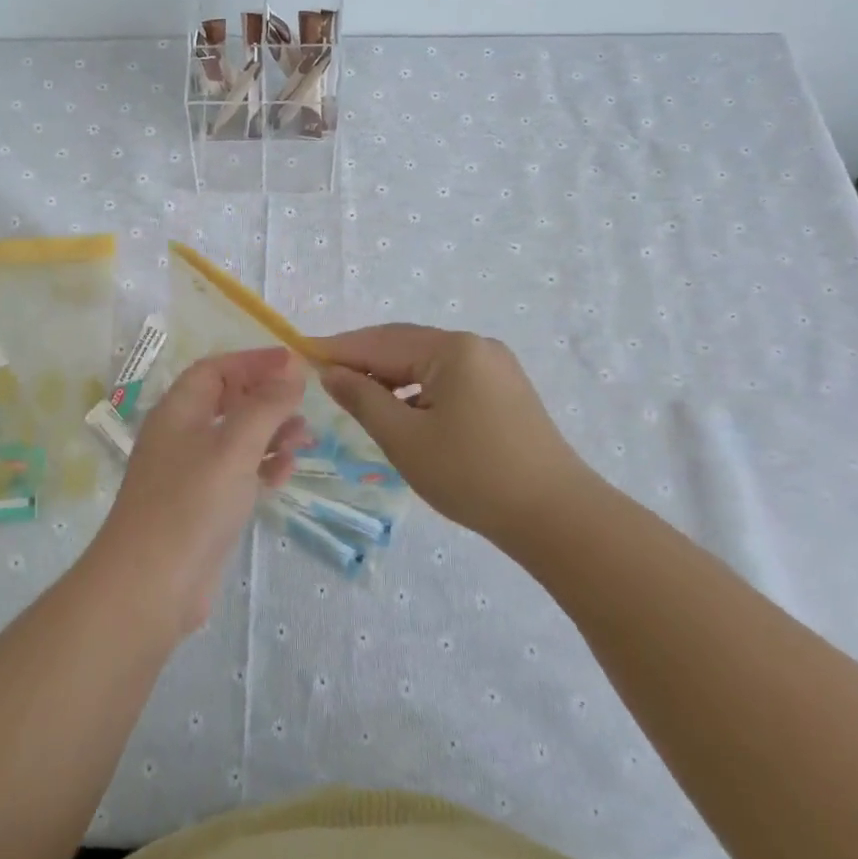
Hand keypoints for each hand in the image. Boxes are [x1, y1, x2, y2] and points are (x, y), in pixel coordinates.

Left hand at [86, 348, 306, 634]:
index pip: (215, 369)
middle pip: (227, 402)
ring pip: (236, 440)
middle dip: (267, 399)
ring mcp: (191, 474)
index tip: (293, 363)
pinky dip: (263, 468)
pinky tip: (287, 471)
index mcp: (178, 411)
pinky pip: (237, 474)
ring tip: (306, 437)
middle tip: (304, 404)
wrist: (150, 585)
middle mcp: (181, 436)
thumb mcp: (234, 446)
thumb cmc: (191, 503)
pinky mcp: (203, 507)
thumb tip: (292, 366)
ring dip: (271, 433)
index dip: (253, 361)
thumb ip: (266, 404)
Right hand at [316, 325, 605, 543]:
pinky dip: (418, 389)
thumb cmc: (471, 475)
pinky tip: (402, 410)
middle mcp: (476, 345)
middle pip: (404, 345)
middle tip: (324, 377)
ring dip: (390, 376)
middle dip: (363, 360)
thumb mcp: (405, 438)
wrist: (556, 517)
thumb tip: (332, 373)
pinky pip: (448, 377)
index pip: (381, 341)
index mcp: (452, 349)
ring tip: (358, 398)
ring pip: (426, 362)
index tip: (301, 354)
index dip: (339, 349)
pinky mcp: (505, 389)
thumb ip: (362, 399)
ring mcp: (495, 366)